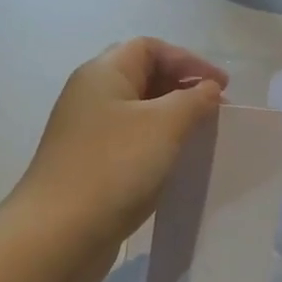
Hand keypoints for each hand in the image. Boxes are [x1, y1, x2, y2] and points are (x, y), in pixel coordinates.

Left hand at [3, 39, 227, 281]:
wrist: (59, 234)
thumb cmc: (115, 167)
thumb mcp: (165, 125)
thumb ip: (194, 100)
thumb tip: (208, 89)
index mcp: (103, 74)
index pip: (150, 47)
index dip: (190, 61)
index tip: (222, 86)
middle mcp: (91, 95)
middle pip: (144, 75)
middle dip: (183, 87)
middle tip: (215, 109)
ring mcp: (87, 132)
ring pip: (139, 111)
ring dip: (173, 118)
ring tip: (202, 136)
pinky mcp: (90, 165)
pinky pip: (132, 141)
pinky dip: (158, 144)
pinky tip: (176, 163)